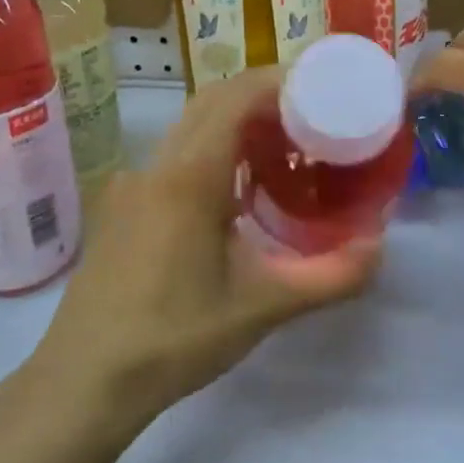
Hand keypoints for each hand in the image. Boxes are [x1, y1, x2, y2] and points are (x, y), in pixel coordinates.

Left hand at [32, 68, 382, 429]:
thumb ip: (328, 276)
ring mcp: (133, 183)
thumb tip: (379, 247)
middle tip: (310, 115)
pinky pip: (173, 156)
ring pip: (189, 127)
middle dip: (261, 96)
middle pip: (211, 102)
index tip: (319, 88)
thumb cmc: (173, 338)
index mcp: (189, 176)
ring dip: (234, 122)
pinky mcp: (122, 205)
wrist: (84, 380)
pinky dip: (211, 149)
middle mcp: (157, 165)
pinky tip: (234, 192)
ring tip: (280, 148)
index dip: (277, 82)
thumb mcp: (260, 309)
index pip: (235, 98)